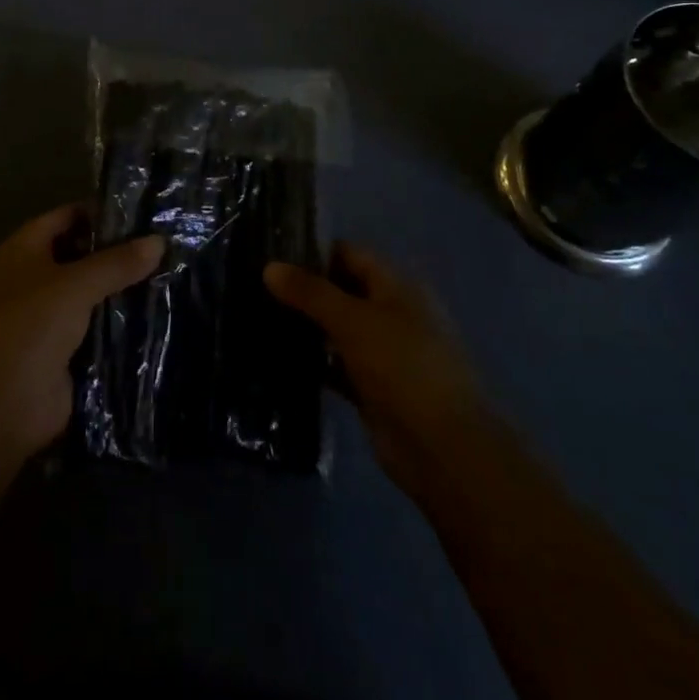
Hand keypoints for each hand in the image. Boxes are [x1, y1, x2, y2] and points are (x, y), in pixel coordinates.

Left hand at [0, 204, 163, 466]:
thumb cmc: (26, 329)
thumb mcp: (73, 286)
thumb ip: (116, 262)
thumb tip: (159, 240)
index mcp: (26, 249)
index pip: (70, 216)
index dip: (104, 211)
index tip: (148, 211)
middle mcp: (37, 278)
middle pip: (85, 255)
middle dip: (122, 252)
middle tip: (171, 243)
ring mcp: (52, 317)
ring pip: (96, 294)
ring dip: (127, 289)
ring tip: (177, 274)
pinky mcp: (68, 353)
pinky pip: (101, 329)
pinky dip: (125, 324)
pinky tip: (163, 314)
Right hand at [265, 243, 497, 503]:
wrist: (442, 448)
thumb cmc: (403, 366)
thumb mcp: (354, 320)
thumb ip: (310, 292)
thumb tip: (269, 266)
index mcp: (398, 286)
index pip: (350, 254)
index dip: (313, 251)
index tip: (271, 254)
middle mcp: (392, 313)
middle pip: (342, 290)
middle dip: (305, 289)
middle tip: (256, 286)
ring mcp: (383, 353)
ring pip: (337, 329)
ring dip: (306, 325)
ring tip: (258, 317)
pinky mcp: (372, 388)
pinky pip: (336, 365)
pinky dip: (313, 361)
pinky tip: (277, 358)